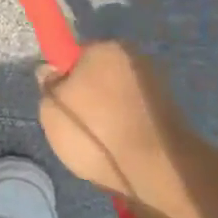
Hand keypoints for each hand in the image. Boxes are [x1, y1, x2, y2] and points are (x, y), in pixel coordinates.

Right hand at [36, 41, 192, 203]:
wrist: (154, 168)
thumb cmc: (95, 130)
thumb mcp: (51, 108)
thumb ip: (48, 84)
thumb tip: (51, 72)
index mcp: (106, 48)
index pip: (75, 55)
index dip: (62, 77)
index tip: (58, 101)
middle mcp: (135, 59)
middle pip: (98, 75)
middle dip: (86, 96)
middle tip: (73, 125)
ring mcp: (157, 86)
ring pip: (116, 97)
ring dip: (106, 115)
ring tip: (97, 143)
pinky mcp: (170, 114)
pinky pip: (133, 116)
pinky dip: (124, 129)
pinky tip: (117, 149)